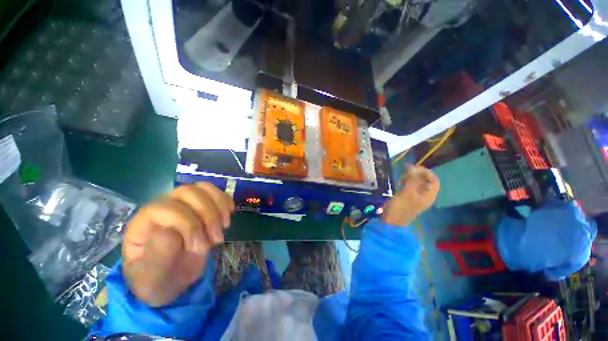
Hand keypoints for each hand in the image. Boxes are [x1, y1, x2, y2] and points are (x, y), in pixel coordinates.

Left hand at [122, 183, 234, 306]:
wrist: (173, 278)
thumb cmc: (160, 280)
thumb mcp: (155, 278)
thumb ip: (158, 257)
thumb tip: (169, 231)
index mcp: (144, 223)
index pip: (166, 208)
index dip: (189, 225)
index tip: (201, 249)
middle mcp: (163, 207)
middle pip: (188, 192)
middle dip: (208, 215)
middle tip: (217, 239)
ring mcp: (183, 203)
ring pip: (204, 188)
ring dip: (219, 207)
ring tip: (225, 227)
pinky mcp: (200, 204)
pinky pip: (215, 193)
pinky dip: (225, 201)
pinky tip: (229, 215)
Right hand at [382, 165, 438, 226]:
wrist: (391, 221)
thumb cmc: (400, 208)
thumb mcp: (407, 193)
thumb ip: (411, 180)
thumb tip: (413, 167)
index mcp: (428, 196)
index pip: (434, 180)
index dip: (426, 172)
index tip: (414, 168)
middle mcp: (425, 195)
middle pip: (426, 181)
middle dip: (417, 174)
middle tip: (406, 171)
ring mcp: (416, 197)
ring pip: (417, 183)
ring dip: (411, 178)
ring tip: (401, 177)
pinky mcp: (408, 197)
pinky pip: (411, 186)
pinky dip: (407, 182)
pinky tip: (400, 183)